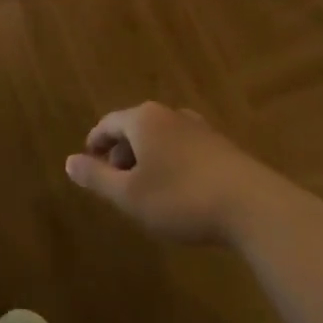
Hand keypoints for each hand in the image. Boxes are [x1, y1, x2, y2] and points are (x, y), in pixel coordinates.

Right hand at [65, 103, 272, 243]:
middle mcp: (170, 115)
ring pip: (162, 138)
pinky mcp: (222, 147)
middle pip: (135, 127)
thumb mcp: (130, 195)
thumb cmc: (180, 198)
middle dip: (121, 153)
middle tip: (116, 183)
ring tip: (146, 188)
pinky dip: (172, 163)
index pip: (108, 123)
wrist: (253, 207)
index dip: (95, 144)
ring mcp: (199, 128)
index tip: (89, 164)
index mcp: (143, 119)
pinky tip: (179, 190)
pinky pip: (184, 148)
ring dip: (148, 159)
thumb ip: (97, 178)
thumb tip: (69, 161)